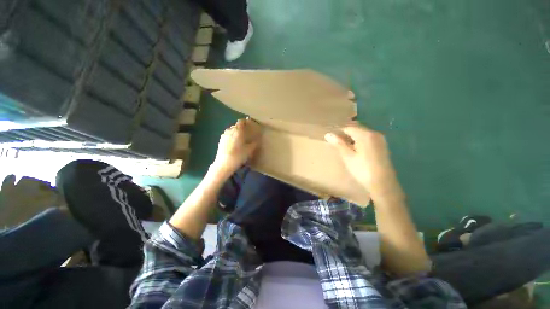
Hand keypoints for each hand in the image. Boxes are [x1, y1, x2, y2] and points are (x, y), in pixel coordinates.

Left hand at [211, 118, 260, 177]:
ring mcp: (224, 136)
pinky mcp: (220, 141)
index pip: (241, 122)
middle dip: (241, 128)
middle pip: (236, 126)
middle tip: (247, 133)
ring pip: (231, 131)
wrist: (223, 164)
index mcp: (237, 131)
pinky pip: (228, 136)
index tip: (250, 125)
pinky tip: (234, 144)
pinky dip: (232, 137)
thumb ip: (254, 143)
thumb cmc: (238, 156)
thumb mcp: (249, 150)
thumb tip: (257, 140)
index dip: (246, 122)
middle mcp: (230, 131)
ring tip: (240, 139)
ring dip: (236, 133)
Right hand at [325, 125, 400, 198]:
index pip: (348, 128)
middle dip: (345, 134)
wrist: (383, 184)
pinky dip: (359, 141)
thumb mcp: (348, 157)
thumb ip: (338, 144)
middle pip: (356, 129)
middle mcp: (374, 133)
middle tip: (335, 142)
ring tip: (343, 146)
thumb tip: (328, 134)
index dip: (338, 132)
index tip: (331, 138)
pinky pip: (367, 138)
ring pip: (362, 134)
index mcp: (366, 135)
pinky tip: (354, 149)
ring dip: (352, 137)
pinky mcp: (382, 146)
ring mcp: (380, 139)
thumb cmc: (362, 170)